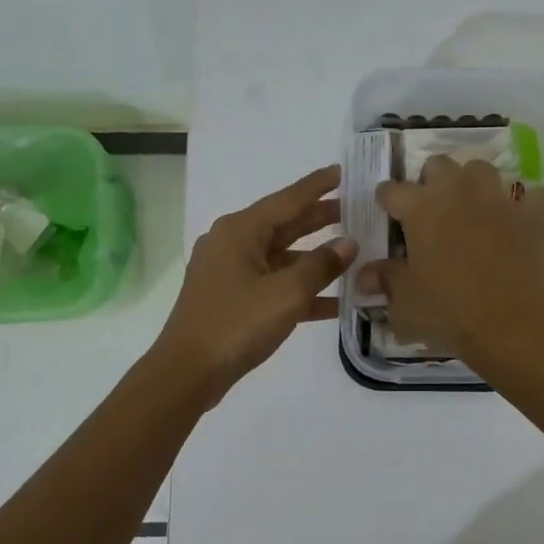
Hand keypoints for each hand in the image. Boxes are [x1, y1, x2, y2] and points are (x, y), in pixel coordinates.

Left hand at [153, 165, 356, 404]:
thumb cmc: (237, 324)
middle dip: (319, 218)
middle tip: (355, 209)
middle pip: (285, 224)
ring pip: (282, 256)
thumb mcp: (286, 293)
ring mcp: (231, 272)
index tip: (342, 171)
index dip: (317, 186)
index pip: (288, 199)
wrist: (188, 372)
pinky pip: (274, 284)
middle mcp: (233, 243)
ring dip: (315, 258)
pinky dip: (300, 289)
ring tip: (352, 252)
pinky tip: (335, 301)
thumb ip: (321, 265)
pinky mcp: (233, 299)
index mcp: (241, 231)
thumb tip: (348, 244)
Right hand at [357, 155, 543, 370]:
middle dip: (431, 182)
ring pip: (482, 169)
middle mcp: (458, 192)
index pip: (391, 190)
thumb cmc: (449, 314)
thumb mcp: (405, 303)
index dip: (387, 202)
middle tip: (432, 212)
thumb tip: (364, 275)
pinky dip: (525, 207)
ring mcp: (499, 200)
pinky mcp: (534, 216)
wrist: (513, 327)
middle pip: (438, 165)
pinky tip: (520, 224)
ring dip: (474, 184)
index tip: (389, 215)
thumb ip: (386, 280)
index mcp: (420, 208)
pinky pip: (532, 197)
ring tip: (473, 210)